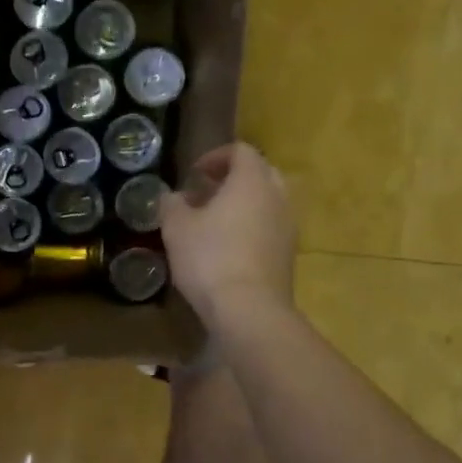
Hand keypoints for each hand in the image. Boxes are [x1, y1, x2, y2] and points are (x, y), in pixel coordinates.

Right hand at [160, 143, 295, 326]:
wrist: (249, 310)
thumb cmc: (210, 259)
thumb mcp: (177, 228)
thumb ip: (172, 205)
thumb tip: (173, 197)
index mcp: (251, 181)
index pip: (241, 151)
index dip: (216, 156)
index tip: (194, 173)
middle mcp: (277, 197)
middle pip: (260, 173)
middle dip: (233, 178)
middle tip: (206, 192)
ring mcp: (288, 227)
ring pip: (268, 202)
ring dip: (243, 204)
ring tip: (214, 222)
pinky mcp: (289, 255)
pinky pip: (271, 227)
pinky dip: (251, 227)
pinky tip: (227, 247)